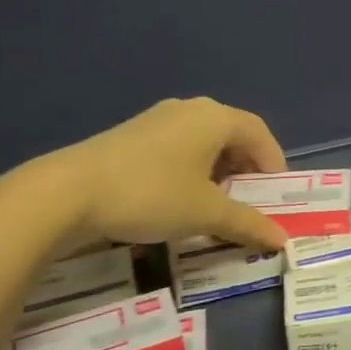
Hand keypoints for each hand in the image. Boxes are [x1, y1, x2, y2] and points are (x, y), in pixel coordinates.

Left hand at [5, 97, 290, 253]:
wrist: (68, 192)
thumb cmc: (151, 194)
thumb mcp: (205, 213)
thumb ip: (247, 223)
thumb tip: (282, 239)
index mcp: (215, 118)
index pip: (260, 133)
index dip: (274, 163)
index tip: (275, 196)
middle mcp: (190, 109)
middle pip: (232, 135)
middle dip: (245, 169)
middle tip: (248, 202)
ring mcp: (158, 119)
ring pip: (203, 142)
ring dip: (217, 171)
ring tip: (214, 205)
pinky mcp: (132, 135)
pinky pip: (177, 148)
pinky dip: (190, 170)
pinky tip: (178, 200)